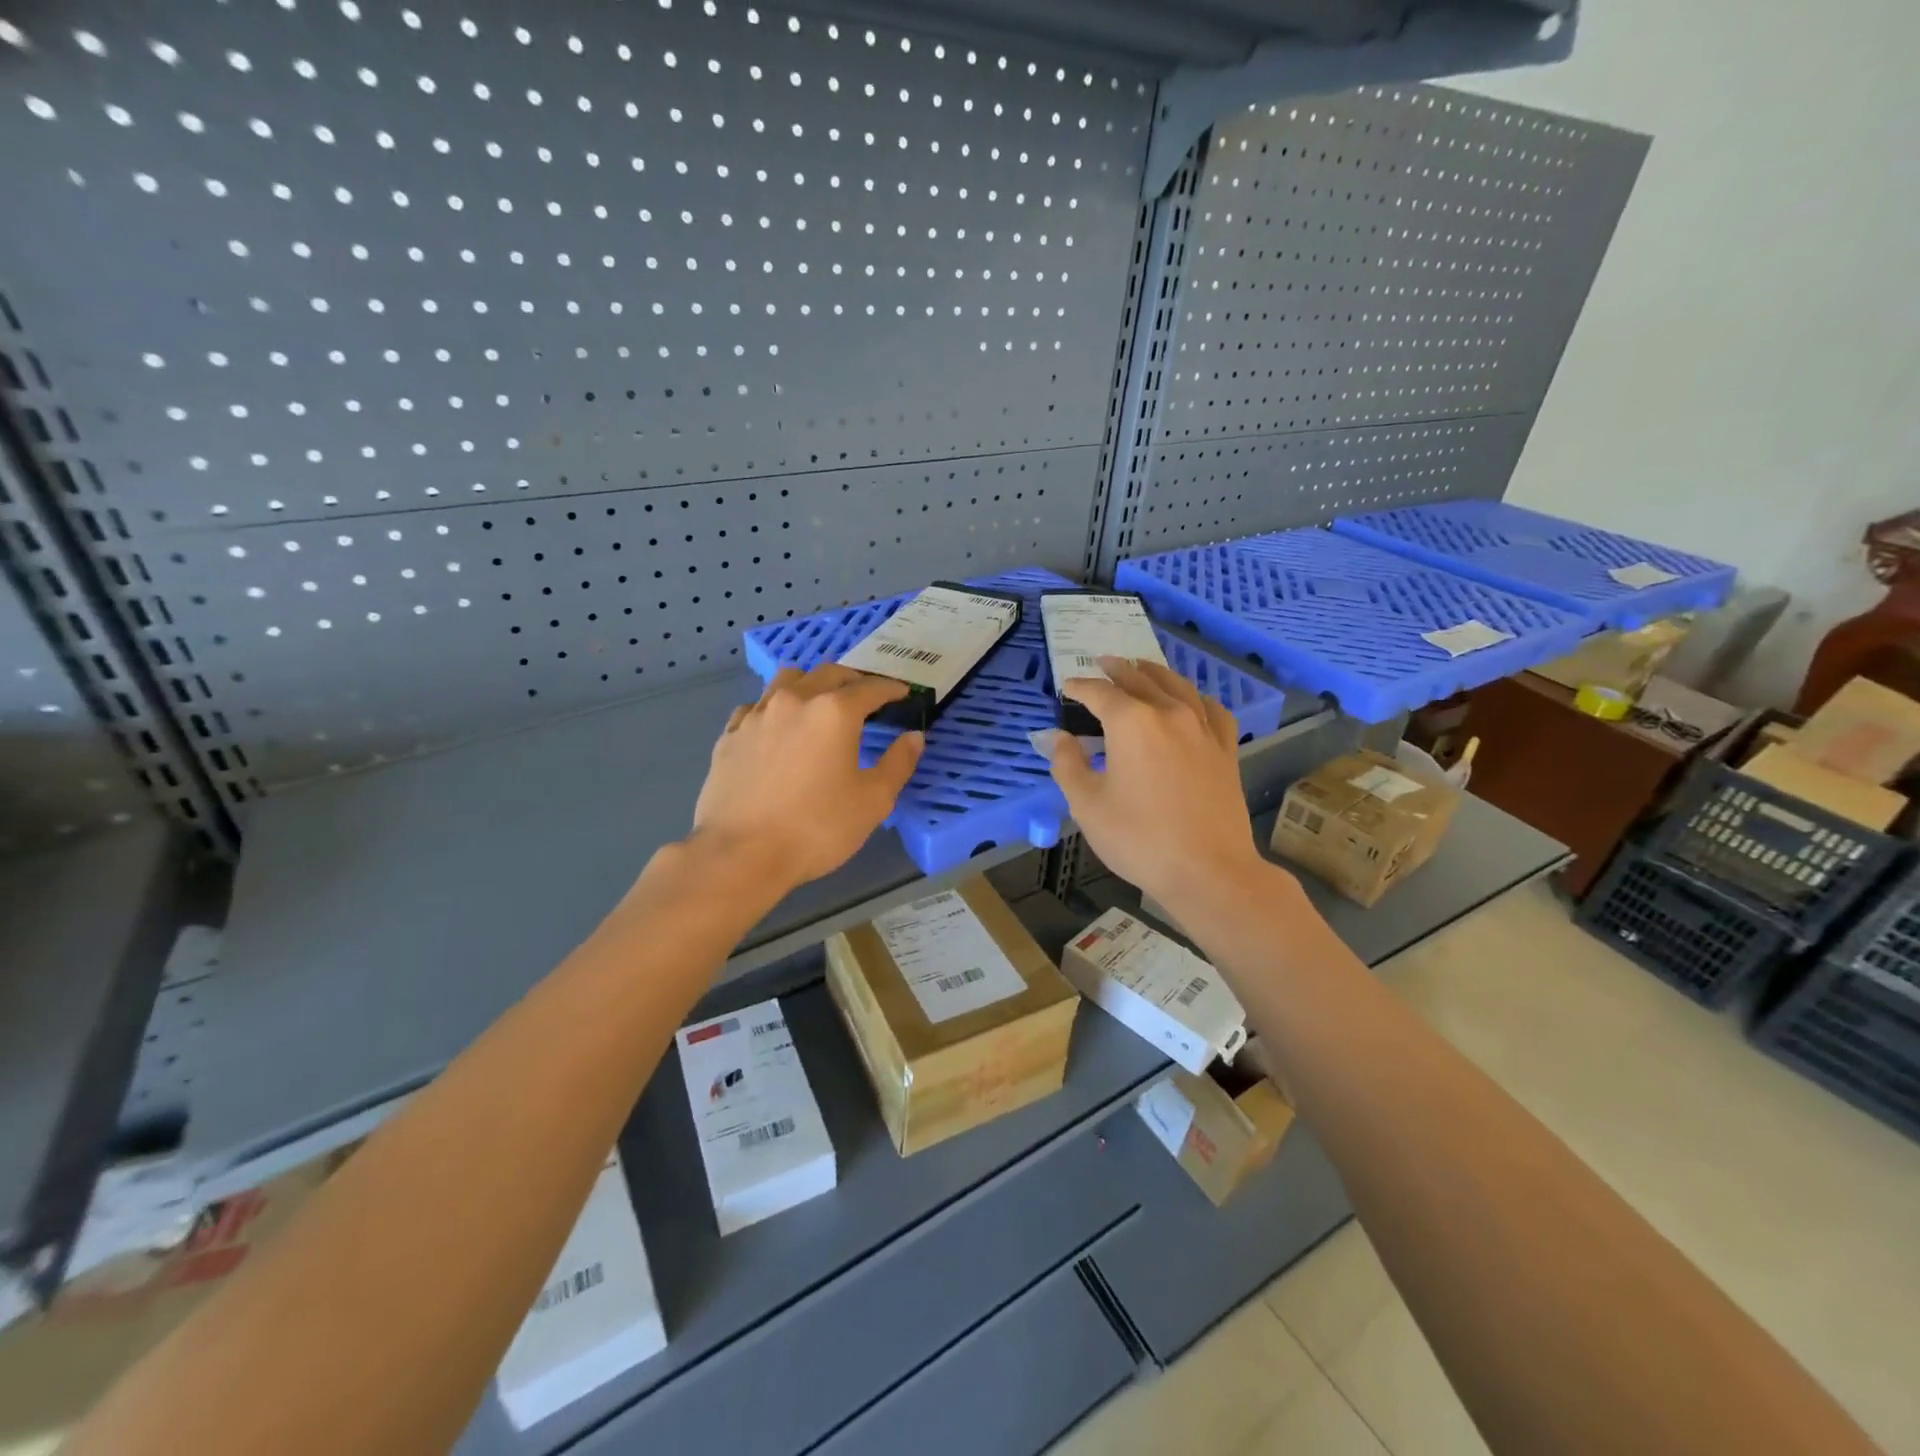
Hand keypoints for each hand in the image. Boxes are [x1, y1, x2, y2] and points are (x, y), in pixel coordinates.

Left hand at [690, 664, 924, 893]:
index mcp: (834, 712)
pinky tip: (777, 727)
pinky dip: (774, 707)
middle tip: (865, 694)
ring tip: (819, 701)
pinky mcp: (730, 734)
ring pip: (787, 680)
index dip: (890, 688)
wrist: (741, 854)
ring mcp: (757, 715)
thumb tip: (913, 737)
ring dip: (810, 683)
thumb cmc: (816, 828)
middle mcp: (794, 700)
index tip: (902, 693)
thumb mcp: (873, 801)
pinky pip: (756, 706)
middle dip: (852, 679)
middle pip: (828, 673)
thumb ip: (898, 763)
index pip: (870, 688)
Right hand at [1048, 659, 1264, 911]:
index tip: (1067, 685)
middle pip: (1140, 680)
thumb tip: (1058, 737)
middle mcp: (1169, 713)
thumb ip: (1068, 764)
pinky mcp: (1225, 749)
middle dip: (1117, 669)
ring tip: (1142, 668)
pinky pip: (1211, 710)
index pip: (1100, 693)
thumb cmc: (1139, 839)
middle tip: (1102, 663)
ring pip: (1177, 686)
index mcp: (1132, 723)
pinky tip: (1191, 701)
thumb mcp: (1087, 805)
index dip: (1080, 687)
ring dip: (1155, 673)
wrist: (1208, 870)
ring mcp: (1202, 729)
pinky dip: (1196, 697)